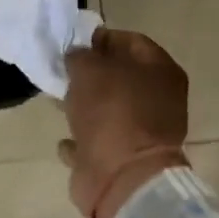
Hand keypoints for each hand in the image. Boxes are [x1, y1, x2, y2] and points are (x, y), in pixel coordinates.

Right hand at [59, 28, 189, 217]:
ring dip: (84, 106)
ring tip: (57, 102)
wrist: (123, 179)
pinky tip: (65, 140)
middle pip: (121, 77)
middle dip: (91, 74)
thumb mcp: (89, 69)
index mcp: (161, 71)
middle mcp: (159, 100)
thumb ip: (80, 55)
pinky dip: (83, 140)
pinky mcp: (125, 160)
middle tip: (63, 72)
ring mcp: (144, 133)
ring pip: (109, 110)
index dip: (102, 38)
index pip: (132, 41)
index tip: (74, 44)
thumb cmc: (112, 112)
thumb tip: (78, 56)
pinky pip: (100, 143)